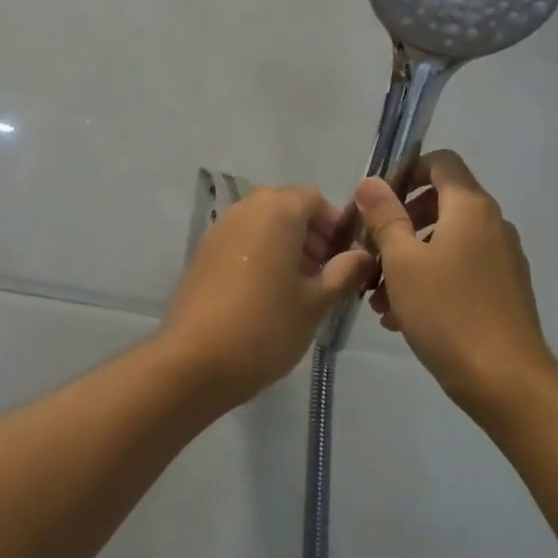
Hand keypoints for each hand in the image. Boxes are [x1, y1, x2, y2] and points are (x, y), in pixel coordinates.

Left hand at [160, 185, 374, 401]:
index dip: (335, 224)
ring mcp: (219, 230)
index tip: (346, 257)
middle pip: (285, 206)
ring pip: (261, 223)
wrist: (195, 360)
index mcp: (276, 211)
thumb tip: (361, 255)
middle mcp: (245, 209)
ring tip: (299, 286)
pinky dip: (260, 253)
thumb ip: (344, 272)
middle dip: (310, 232)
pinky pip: (241, 240)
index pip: (313, 198)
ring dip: (284, 243)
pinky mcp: (202, 253)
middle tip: (324, 271)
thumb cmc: (266, 326)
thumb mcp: (316, 302)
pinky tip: (267, 294)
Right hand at [352, 149, 557, 420]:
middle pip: (441, 202)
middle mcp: (492, 224)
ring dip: (410, 257)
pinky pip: (460, 268)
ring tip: (378, 294)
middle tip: (371, 249)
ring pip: (447, 241)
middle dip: (401, 221)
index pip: (441, 162)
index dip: (407, 170)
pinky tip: (401, 315)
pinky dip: (431, 278)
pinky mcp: (504, 290)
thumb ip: (385, 216)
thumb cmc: (448, 311)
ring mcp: (502, 258)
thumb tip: (370, 182)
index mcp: (470, 207)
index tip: (377, 200)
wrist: (506, 381)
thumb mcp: (402, 261)